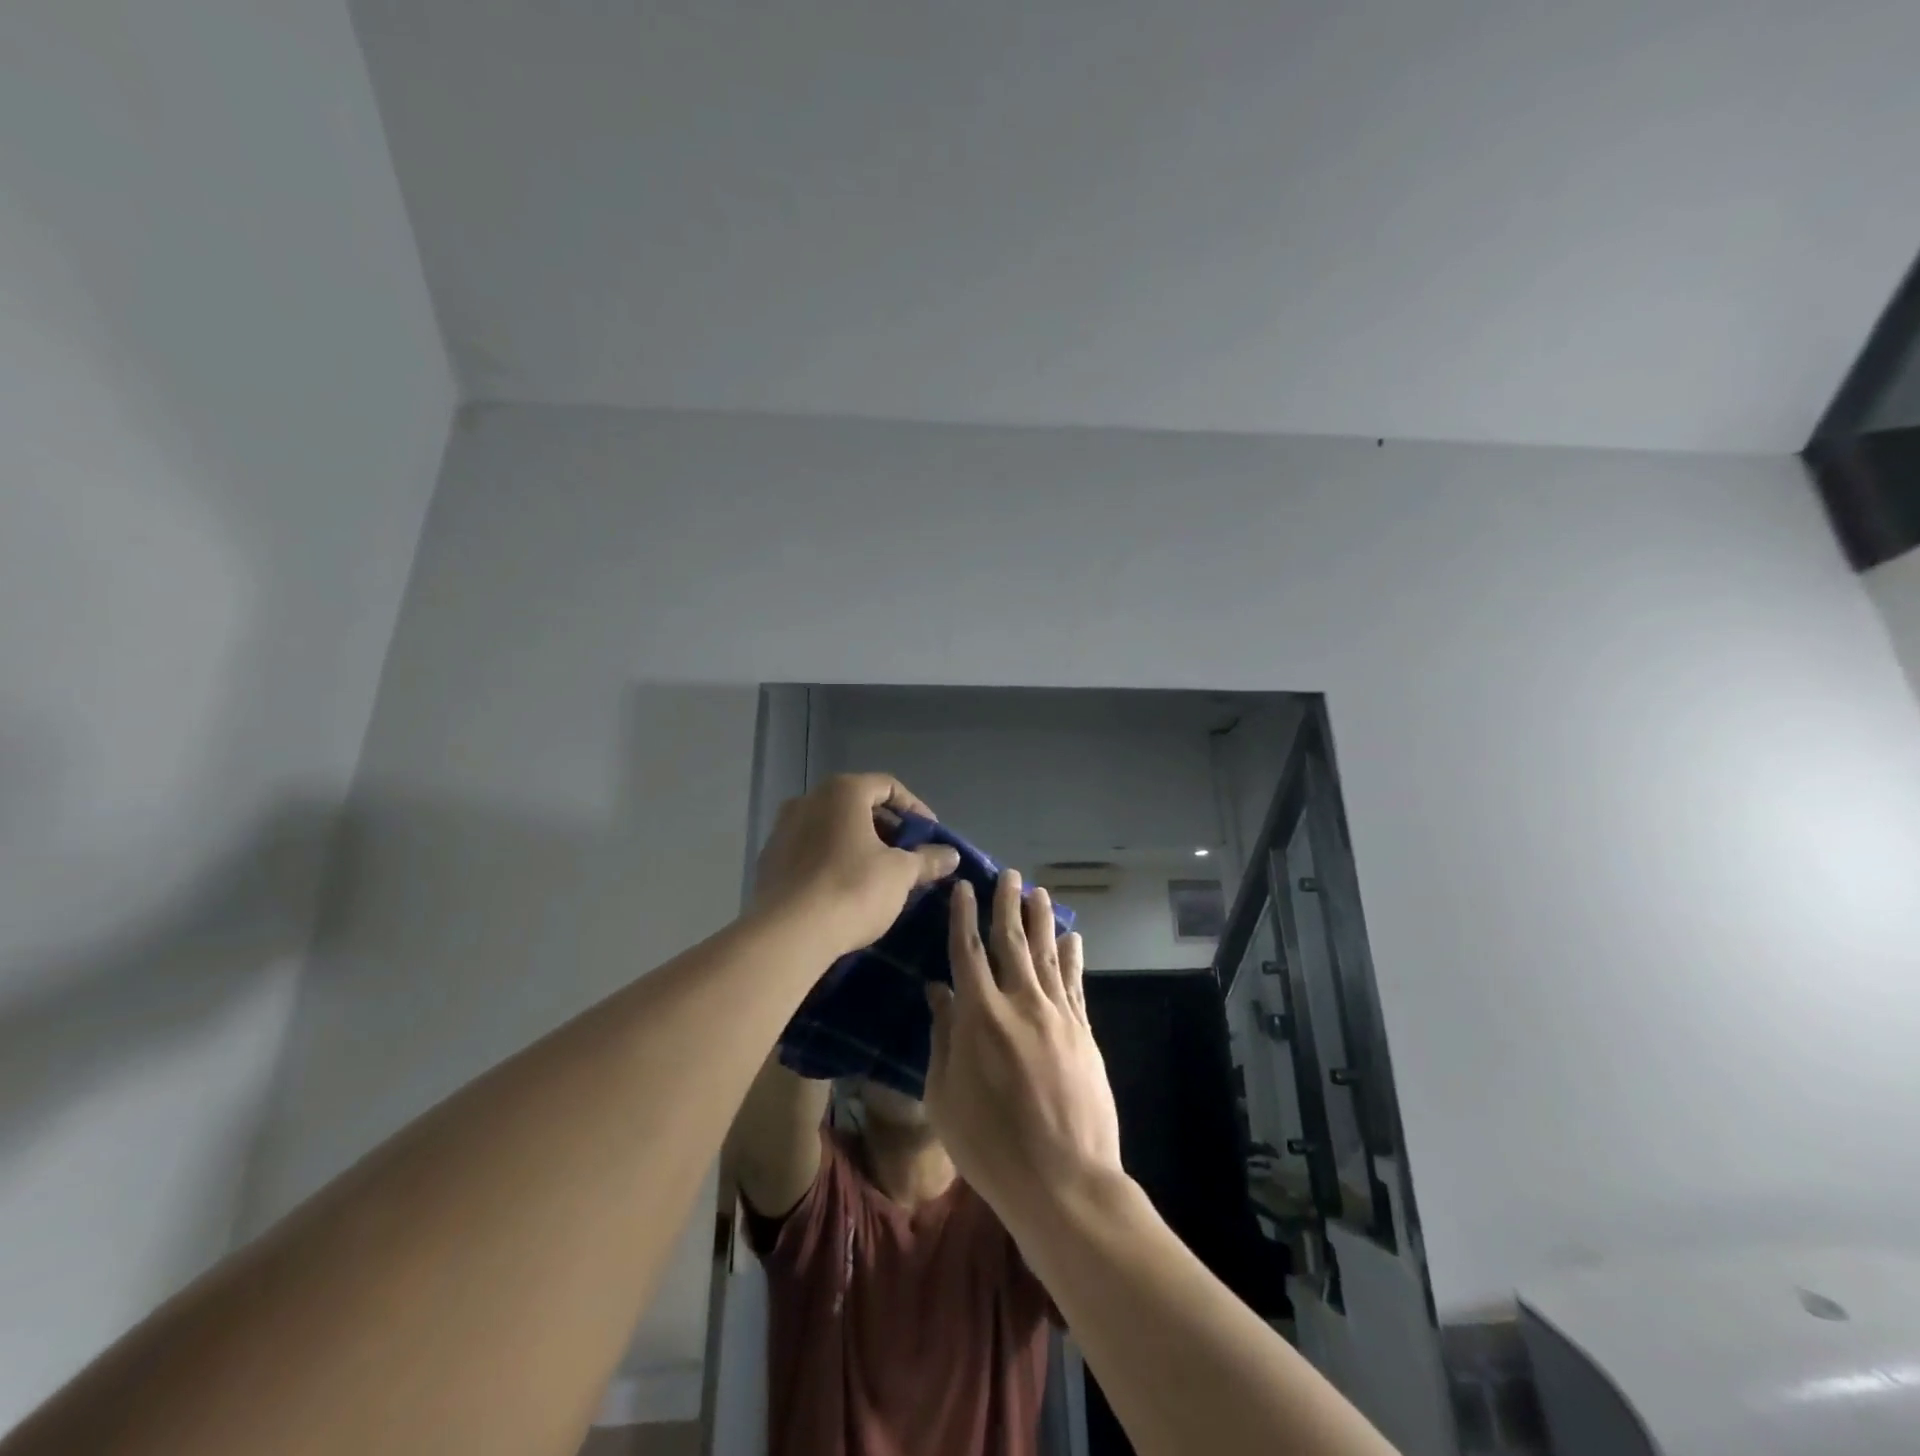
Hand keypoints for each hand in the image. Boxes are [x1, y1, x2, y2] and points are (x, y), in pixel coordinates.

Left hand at [750, 773, 959, 957]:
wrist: (787, 935)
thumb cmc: (852, 889)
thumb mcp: (901, 874)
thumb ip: (927, 859)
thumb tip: (951, 855)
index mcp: (842, 792)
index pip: (888, 786)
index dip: (915, 809)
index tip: (930, 836)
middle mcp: (808, 800)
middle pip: (858, 805)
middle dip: (887, 829)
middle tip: (908, 856)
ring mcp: (782, 829)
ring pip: (832, 829)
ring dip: (859, 845)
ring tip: (880, 875)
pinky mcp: (769, 861)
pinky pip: (811, 851)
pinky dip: (833, 861)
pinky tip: (846, 889)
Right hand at [924, 870, 1123, 1224]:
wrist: (1064, 1183)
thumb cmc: (990, 1147)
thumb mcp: (945, 1098)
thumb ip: (942, 1038)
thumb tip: (938, 992)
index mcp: (979, 1016)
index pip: (967, 951)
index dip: (964, 916)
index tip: (964, 888)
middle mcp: (1020, 1003)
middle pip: (1011, 942)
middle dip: (1007, 904)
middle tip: (1008, 874)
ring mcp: (1057, 1016)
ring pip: (1047, 954)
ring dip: (1040, 921)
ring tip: (1038, 892)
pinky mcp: (1083, 1032)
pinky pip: (1075, 984)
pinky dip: (1072, 957)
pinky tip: (1072, 938)